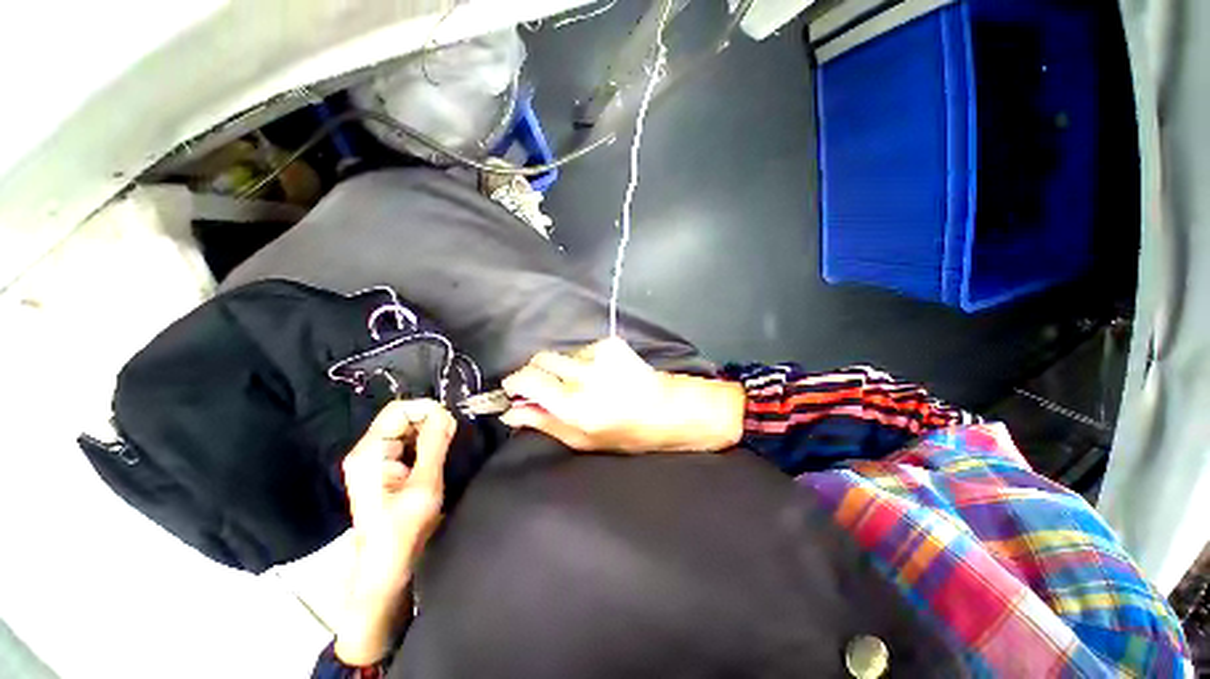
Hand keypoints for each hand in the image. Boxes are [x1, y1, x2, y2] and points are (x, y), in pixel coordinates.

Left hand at [336, 399, 455, 665]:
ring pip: (408, 430)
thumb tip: (445, 412)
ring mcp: (375, 460)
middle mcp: (368, 450)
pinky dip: (426, 444)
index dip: (427, 410)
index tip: (451, 423)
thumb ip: (434, 445)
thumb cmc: (403, 530)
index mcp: (370, 452)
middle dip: (430, 422)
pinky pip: (408, 443)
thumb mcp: (424, 485)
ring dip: (430, 433)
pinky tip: (437, 457)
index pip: (399, 409)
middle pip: (402, 417)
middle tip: (452, 438)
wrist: (387, 568)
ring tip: (448, 447)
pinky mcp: (385, 469)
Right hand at [500, 337, 745, 453]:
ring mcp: (599, 354)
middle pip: (540, 359)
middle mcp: (584, 375)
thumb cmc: (624, 433)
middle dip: (535, 372)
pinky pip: (581, 349)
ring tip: (581, 384)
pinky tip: (598, 374)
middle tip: (544, 388)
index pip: (528, 379)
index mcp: (574, 405)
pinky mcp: (610, 343)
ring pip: (561, 354)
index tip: (513, 389)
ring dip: (561, 368)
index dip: (515, 382)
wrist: (665, 408)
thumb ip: (544, 423)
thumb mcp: (582, 439)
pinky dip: (580, 361)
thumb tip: (511, 411)